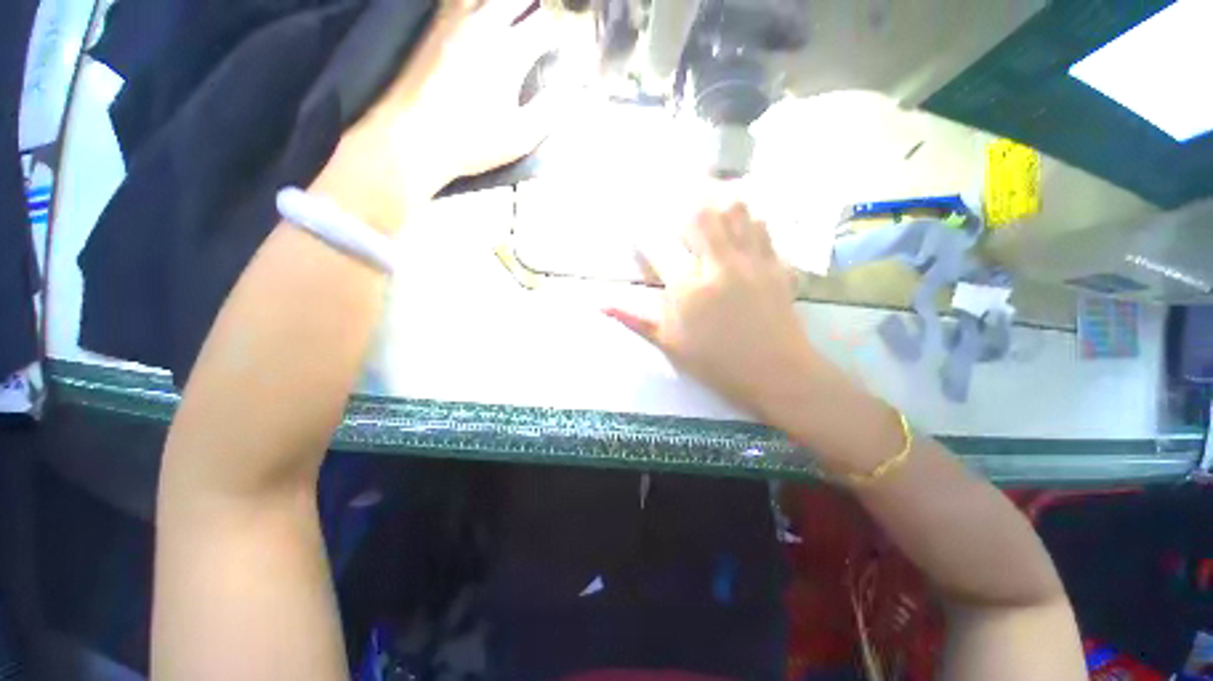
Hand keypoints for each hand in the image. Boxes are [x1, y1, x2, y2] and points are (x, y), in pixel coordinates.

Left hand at [316, 0, 555, 228]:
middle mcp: (484, 24)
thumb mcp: (521, 137)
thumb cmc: (472, 142)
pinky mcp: (435, 25)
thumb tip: (571, 90)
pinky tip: (482, 16)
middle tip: (542, 27)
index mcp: (510, 52)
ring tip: (516, 18)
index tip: (564, 45)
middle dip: (536, 8)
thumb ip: (549, 110)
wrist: (414, 135)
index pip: (545, 24)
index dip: (560, 32)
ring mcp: (455, 20)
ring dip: (507, 5)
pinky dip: (477, 4)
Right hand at [606, 203, 820, 420]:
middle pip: (699, 214)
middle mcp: (719, 267)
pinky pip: (761, 226)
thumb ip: (635, 319)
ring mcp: (752, 262)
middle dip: (679, 204)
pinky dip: (745, 217)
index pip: (658, 248)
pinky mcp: (776, 263)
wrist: (777, 373)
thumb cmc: (716, 363)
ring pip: (735, 210)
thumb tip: (600, 305)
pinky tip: (737, 224)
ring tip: (702, 205)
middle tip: (672, 209)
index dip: (642, 235)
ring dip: (714, 201)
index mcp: (689, 290)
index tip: (635, 232)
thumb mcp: (670, 343)